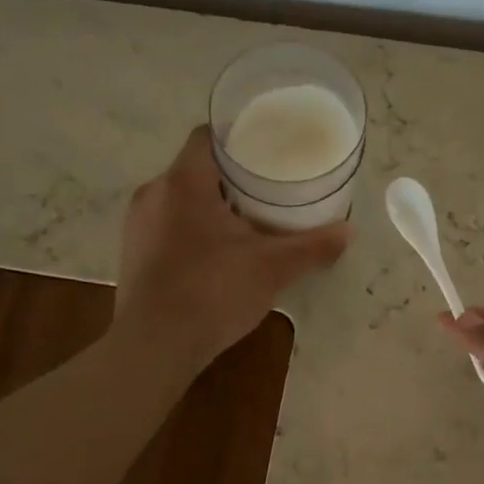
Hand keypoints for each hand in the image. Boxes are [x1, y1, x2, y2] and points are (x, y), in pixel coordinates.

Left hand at [117, 127, 351, 371]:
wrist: (154, 347)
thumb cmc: (212, 293)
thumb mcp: (272, 268)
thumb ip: (312, 246)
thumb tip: (350, 231)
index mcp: (183, 182)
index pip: (207, 136)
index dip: (238, 136)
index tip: (267, 149)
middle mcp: (153, 193)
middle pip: (196, 168)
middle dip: (231, 176)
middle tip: (268, 188)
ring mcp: (137, 225)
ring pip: (180, 198)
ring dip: (210, 205)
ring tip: (247, 221)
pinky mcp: (132, 253)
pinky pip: (167, 225)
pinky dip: (192, 228)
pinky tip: (217, 253)